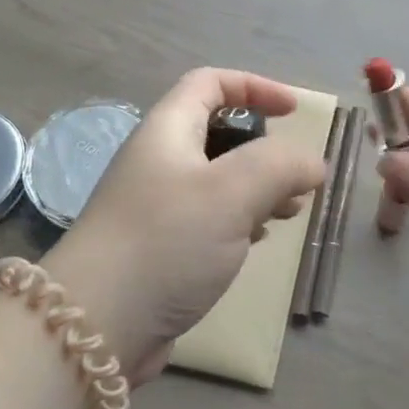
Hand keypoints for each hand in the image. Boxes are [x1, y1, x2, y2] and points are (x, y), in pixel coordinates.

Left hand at [46, 69, 325, 383]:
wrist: (96, 325)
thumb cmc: (166, 242)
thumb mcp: (231, 192)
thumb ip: (280, 166)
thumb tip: (312, 164)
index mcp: (167, 131)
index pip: (209, 83)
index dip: (255, 86)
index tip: (294, 112)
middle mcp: (159, 161)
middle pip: (219, 133)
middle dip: (265, 149)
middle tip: (296, 179)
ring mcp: (157, 207)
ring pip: (219, 180)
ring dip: (259, 189)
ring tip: (288, 213)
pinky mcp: (162, 248)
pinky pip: (210, 219)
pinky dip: (241, 221)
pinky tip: (256, 242)